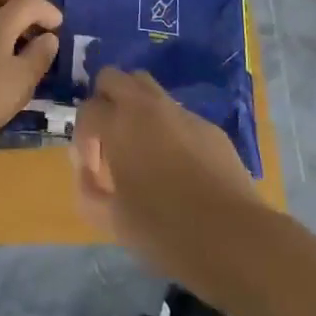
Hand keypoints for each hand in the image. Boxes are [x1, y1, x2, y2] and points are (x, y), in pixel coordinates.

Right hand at [72, 68, 260, 278]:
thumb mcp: (112, 220)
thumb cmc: (164, 230)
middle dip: (104, 102)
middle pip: (113, 77)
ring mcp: (181, 113)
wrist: (233, 237)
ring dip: (135, 108)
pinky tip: (177, 166)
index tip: (93, 170)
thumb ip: (88, 191)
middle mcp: (148, 106)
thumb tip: (88, 172)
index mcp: (119, 124)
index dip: (83, 139)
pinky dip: (166, 128)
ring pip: (147, 88)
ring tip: (140, 148)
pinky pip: (177, 114)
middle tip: (109, 140)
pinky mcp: (209, 127)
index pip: (87, 110)